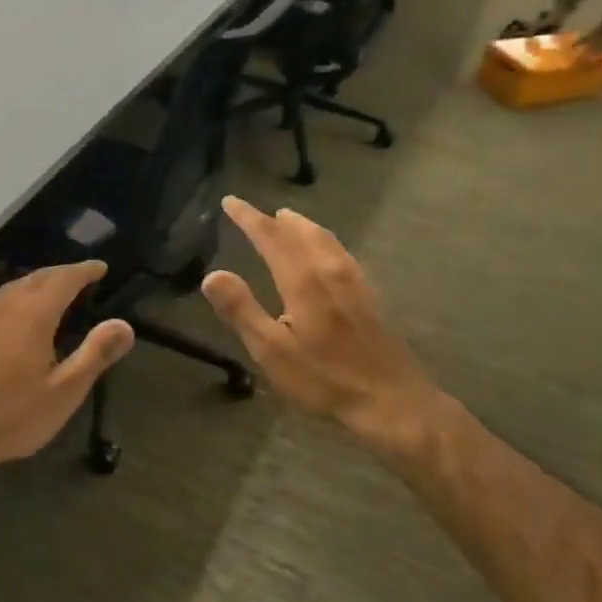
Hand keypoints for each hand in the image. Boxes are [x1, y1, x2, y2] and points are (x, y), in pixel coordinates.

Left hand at [0, 261, 132, 472]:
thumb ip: (95, 354)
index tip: (101, 268)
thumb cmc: (11, 416)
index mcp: (32, 314)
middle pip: (37, 278)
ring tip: (52, 294)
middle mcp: (3, 304)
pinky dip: (13, 298)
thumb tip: (124, 325)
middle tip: (81, 278)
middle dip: (62, 274)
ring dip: (36, 285)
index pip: (64, 278)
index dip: (85, 270)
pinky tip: (13, 315)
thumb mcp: (64, 392)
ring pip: (12, 287)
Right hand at [201, 198, 438, 452]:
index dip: (249, 218)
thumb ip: (241, 310)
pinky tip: (328, 254)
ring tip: (289, 220)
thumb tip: (212, 274)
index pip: (271, 238)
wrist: (390, 399)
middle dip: (275, 220)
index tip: (230, 201)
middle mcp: (330, 272)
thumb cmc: (323, 379)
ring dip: (303, 226)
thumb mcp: (272, 351)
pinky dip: (324, 241)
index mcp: (303, 281)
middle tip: (256, 211)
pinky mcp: (369, 297)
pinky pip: (341, 253)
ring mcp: (354, 283)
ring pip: (326, 240)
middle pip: (301, 233)